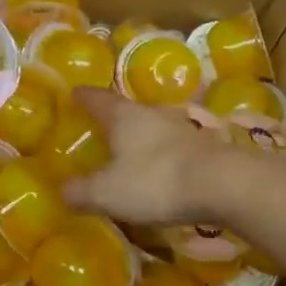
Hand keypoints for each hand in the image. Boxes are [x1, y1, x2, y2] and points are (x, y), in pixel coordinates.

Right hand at [62, 88, 242, 227]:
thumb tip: (62, 190)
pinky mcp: (202, 146)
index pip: (97, 98)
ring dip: (139, 134)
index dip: (83, 96)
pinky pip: (171, 145)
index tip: (73, 92)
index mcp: (124, 116)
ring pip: (152, 125)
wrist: (223, 184)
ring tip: (128, 147)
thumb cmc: (156, 180)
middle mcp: (152, 114)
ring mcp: (181, 127)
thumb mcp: (108, 193)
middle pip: (126, 109)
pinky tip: (159, 167)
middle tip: (98, 124)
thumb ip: (81, 191)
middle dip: (112, 116)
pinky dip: (160, 152)